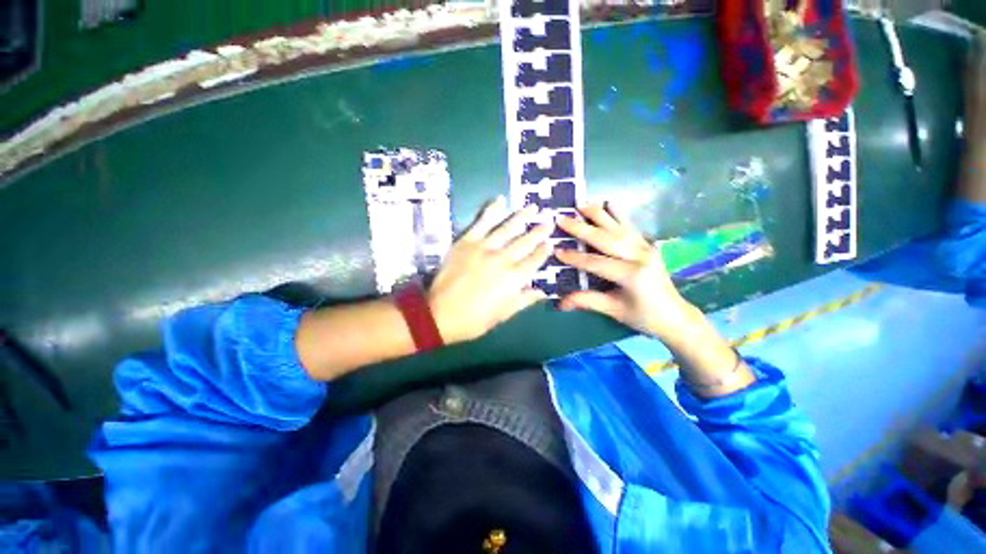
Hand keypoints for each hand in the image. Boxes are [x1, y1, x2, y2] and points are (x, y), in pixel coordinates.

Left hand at [427, 197, 553, 343]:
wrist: (440, 314)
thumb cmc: (474, 319)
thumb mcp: (503, 315)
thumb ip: (524, 300)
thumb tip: (543, 292)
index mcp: (514, 278)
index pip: (535, 260)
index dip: (544, 251)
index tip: (550, 243)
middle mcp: (503, 259)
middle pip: (525, 242)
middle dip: (539, 231)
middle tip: (548, 221)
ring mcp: (484, 247)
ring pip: (508, 228)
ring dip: (522, 216)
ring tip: (533, 207)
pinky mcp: (467, 241)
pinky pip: (482, 222)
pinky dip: (492, 210)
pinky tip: (501, 200)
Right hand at [554, 204, 695, 339]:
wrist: (674, 316)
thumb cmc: (643, 316)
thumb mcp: (614, 310)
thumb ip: (588, 301)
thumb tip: (561, 302)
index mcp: (631, 275)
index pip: (596, 263)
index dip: (575, 258)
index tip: (556, 250)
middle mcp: (640, 256)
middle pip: (606, 238)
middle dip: (581, 228)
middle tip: (561, 218)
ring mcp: (646, 248)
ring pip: (618, 227)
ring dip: (598, 214)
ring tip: (581, 204)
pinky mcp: (647, 245)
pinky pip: (630, 227)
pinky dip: (618, 214)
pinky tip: (609, 202)